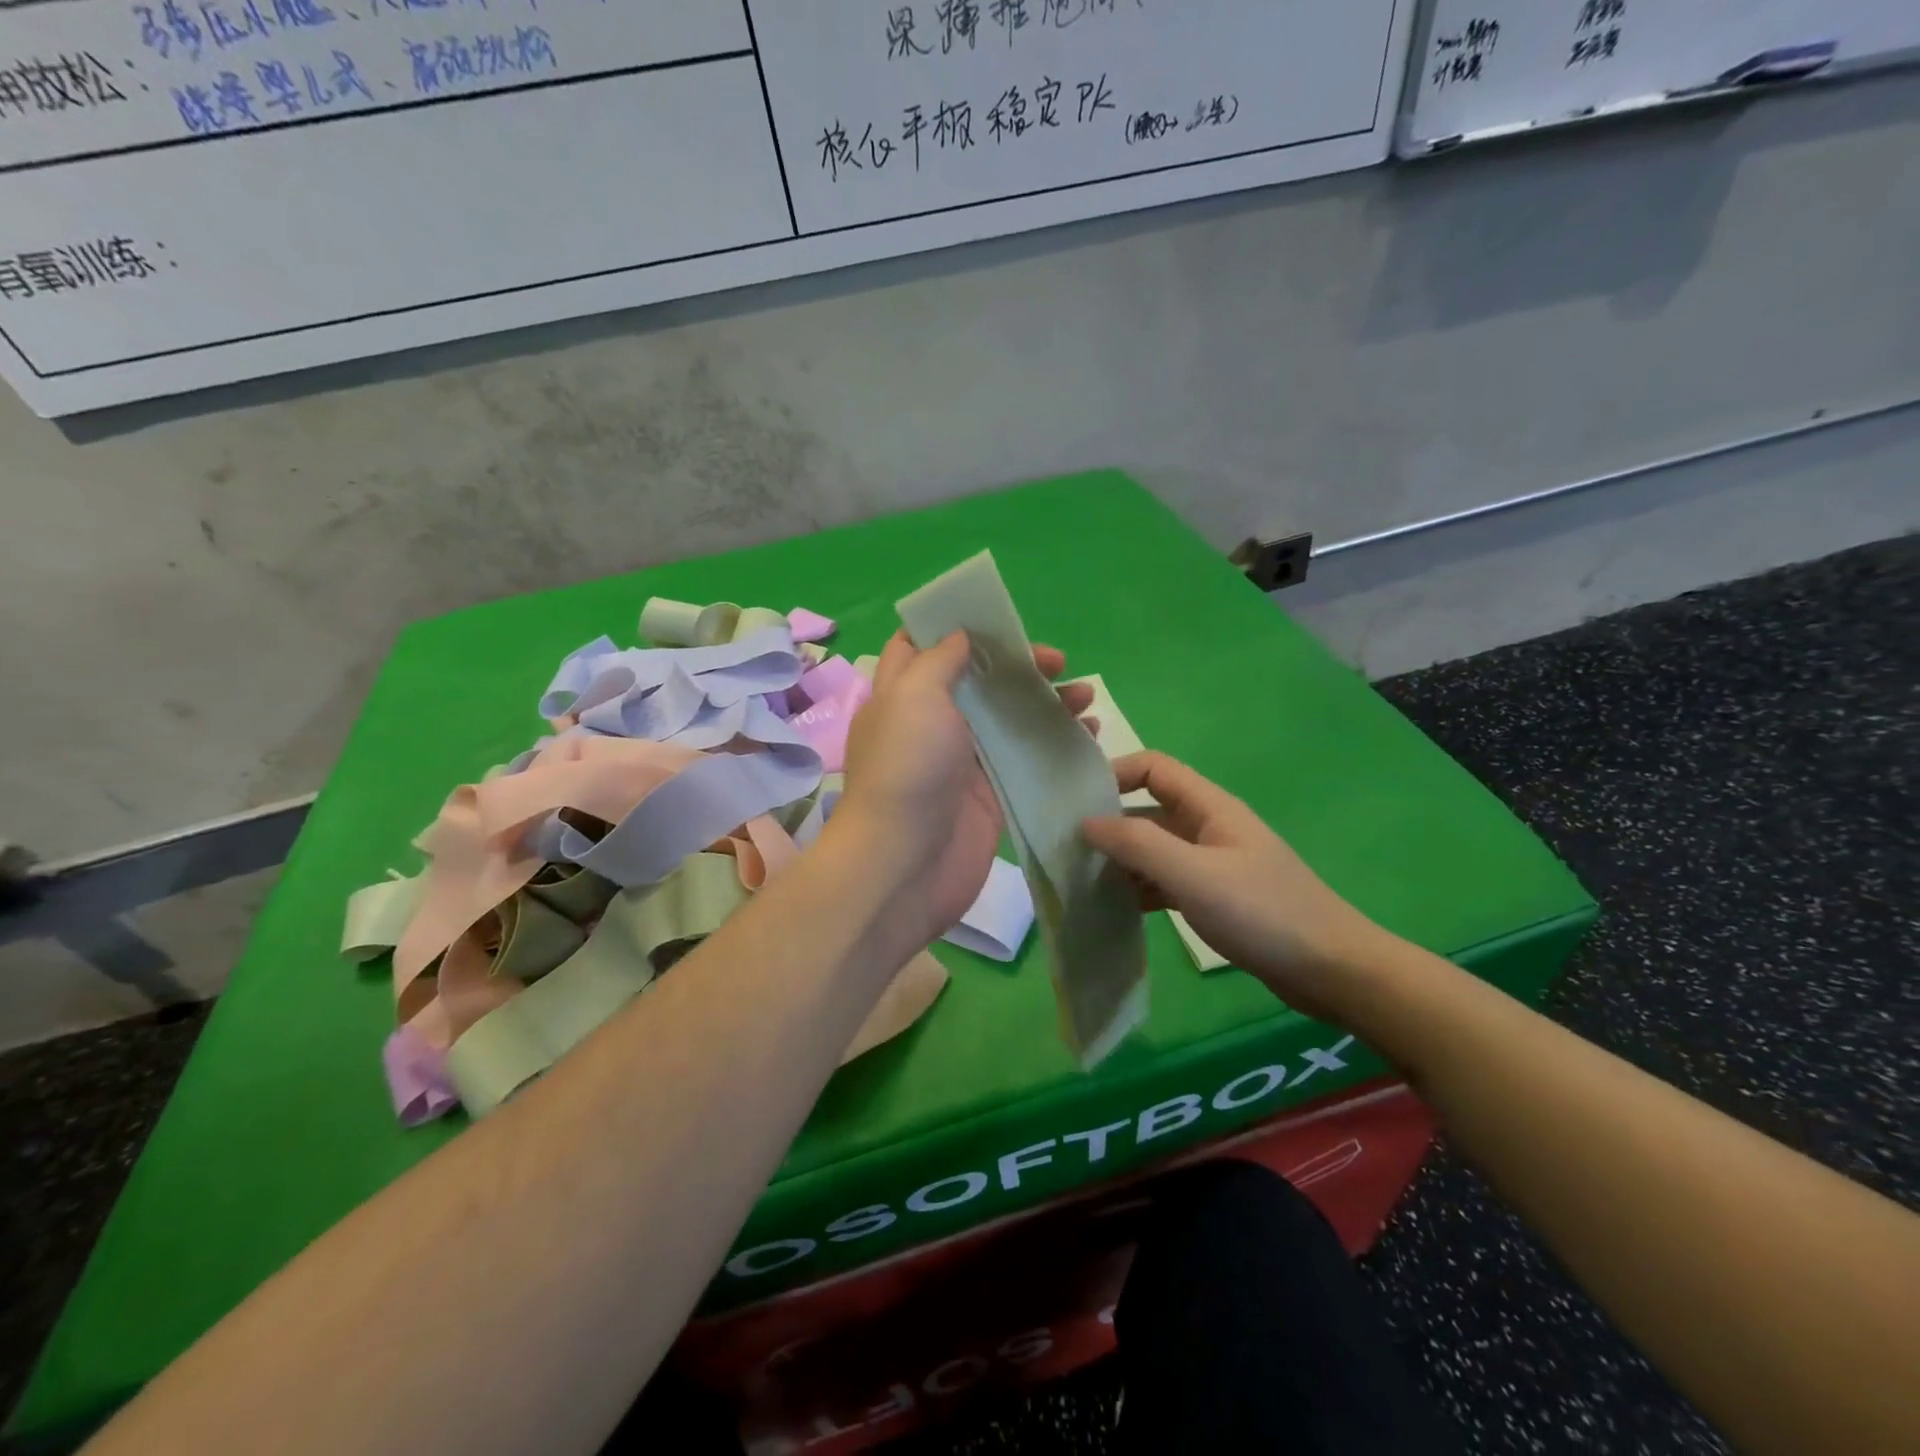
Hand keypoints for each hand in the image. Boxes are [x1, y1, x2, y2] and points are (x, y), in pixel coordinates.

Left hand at [834, 630, 1091, 951]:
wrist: (906, 863)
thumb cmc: (907, 768)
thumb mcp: (914, 696)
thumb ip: (939, 660)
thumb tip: (960, 635)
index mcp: (904, 694)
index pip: (921, 647)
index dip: (954, 627)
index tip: (996, 618)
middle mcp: (932, 723)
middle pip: (978, 681)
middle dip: (1017, 665)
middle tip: (1058, 662)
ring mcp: (964, 760)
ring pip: (1009, 719)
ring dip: (1047, 702)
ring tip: (1086, 695)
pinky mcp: (992, 794)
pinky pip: (1028, 758)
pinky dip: (1057, 743)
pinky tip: (1090, 733)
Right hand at [1081, 752, 1393, 1020]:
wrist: (1332, 970)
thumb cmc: (1263, 912)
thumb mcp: (1193, 875)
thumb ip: (1137, 845)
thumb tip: (1085, 822)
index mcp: (1209, 807)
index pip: (1153, 767)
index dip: (1114, 773)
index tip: (1076, 802)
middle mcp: (1207, 827)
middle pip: (1148, 809)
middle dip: (1109, 823)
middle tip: (1065, 847)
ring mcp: (1211, 863)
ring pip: (1153, 848)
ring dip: (1120, 860)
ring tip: (1079, 880)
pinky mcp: (1213, 896)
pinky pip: (1165, 881)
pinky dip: (1139, 888)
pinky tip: (1113, 908)